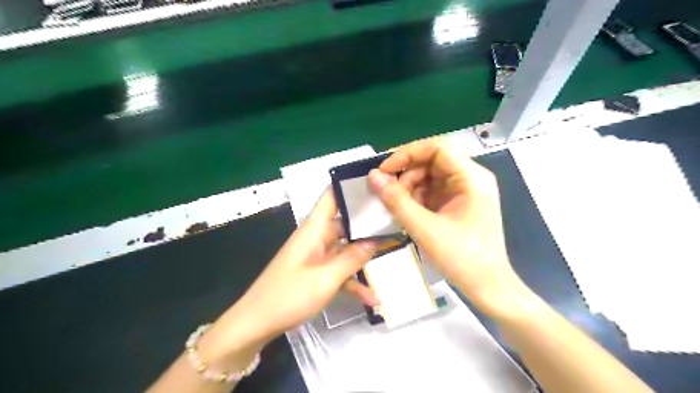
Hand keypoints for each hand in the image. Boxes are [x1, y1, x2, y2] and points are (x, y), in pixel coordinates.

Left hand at [221, 192, 380, 345]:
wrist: (256, 324)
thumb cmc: (288, 296)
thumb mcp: (326, 278)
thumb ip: (352, 258)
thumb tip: (375, 241)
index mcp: (314, 229)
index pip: (331, 196)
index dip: (350, 187)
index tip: (377, 184)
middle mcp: (316, 238)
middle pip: (345, 223)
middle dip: (368, 225)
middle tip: (395, 223)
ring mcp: (316, 257)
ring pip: (345, 249)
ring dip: (364, 258)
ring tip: (392, 256)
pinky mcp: (315, 274)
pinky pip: (338, 271)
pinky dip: (353, 281)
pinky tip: (372, 298)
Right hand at [369, 139, 527, 316]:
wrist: (488, 287)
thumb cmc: (462, 258)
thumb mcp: (424, 229)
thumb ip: (396, 201)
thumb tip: (373, 177)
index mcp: (471, 178)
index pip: (437, 148)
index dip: (407, 153)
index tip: (384, 171)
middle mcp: (471, 178)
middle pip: (432, 161)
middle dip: (407, 174)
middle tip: (388, 194)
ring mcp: (466, 191)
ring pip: (430, 176)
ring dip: (410, 188)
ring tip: (398, 208)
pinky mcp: (459, 203)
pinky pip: (433, 191)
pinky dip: (417, 198)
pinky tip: (409, 213)